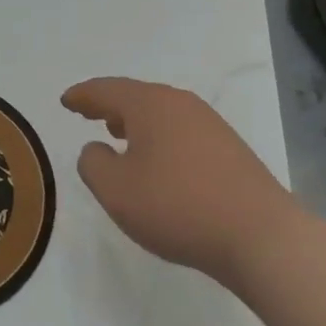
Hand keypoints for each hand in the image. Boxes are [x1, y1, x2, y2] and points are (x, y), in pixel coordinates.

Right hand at [63, 77, 296, 286]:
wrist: (260, 235)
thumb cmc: (177, 207)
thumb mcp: (116, 191)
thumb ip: (93, 163)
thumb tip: (96, 148)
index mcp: (149, 105)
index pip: (106, 90)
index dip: (82, 96)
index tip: (65, 101)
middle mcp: (180, 103)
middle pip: (136, 96)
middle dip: (109, 104)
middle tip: (89, 113)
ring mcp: (209, 123)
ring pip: (161, 112)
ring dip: (136, 121)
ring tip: (119, 134)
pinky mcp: (229, 148)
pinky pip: (181, 130)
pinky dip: (160, 137)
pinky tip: (159, 160)